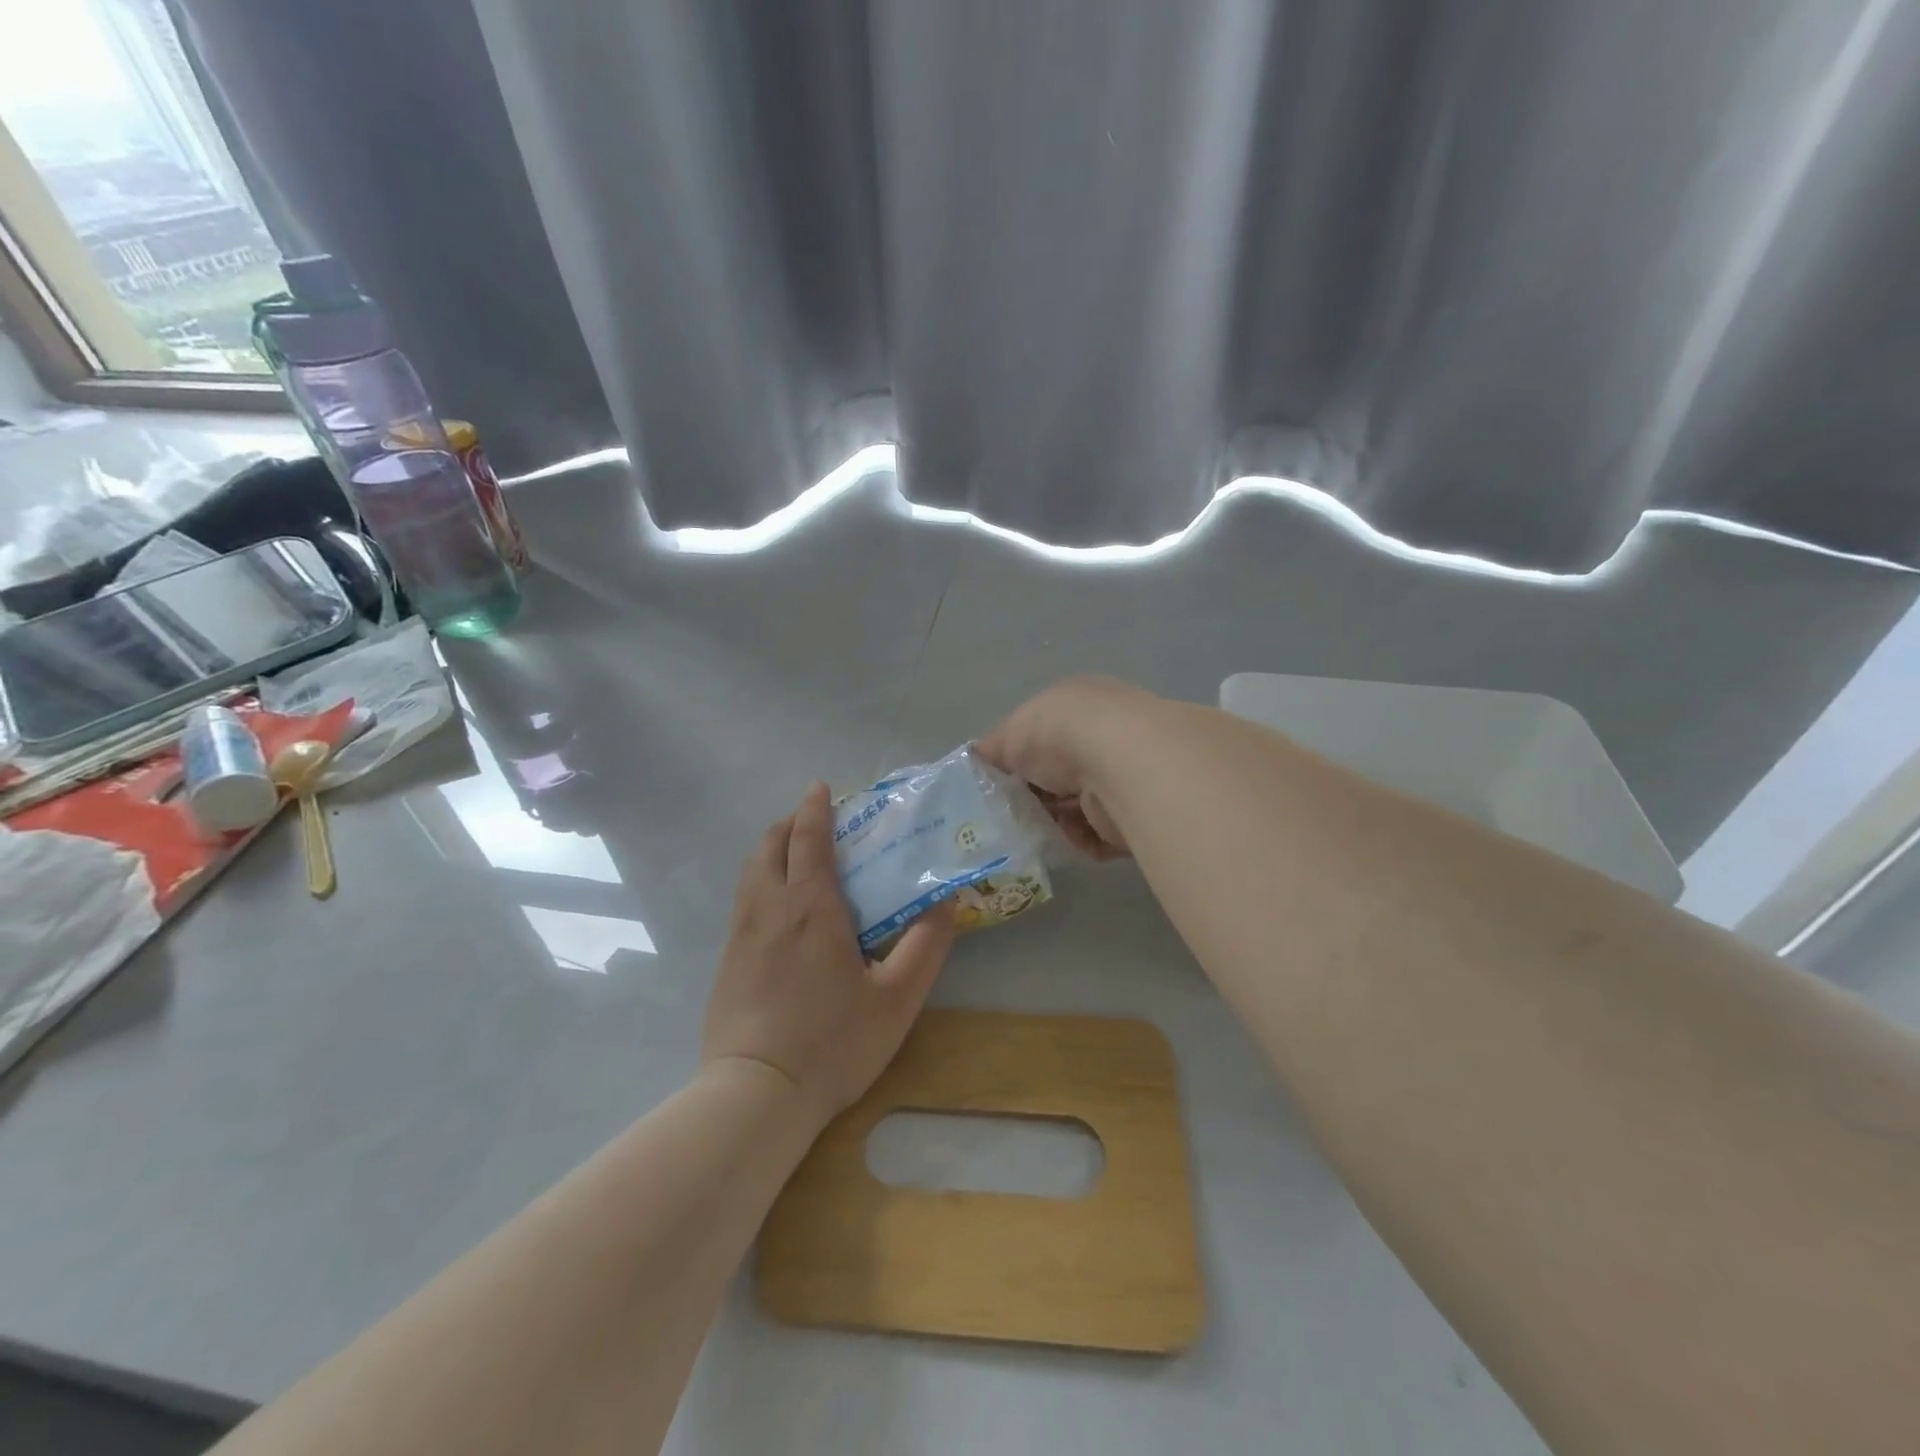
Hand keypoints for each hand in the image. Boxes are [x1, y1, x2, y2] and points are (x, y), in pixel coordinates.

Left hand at [702, 783, 957, 1128]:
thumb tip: (946, 901)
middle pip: (769, 847)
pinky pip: (742, 902)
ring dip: (769, 851)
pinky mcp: (726, 962)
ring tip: (791, 855)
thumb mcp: (897, 998)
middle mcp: (770, 909)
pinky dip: (759, 882)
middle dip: (788, 824)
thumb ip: (926, 946)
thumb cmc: (833, 1042)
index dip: (814, 810)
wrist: (757, 1093)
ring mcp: (741, 936)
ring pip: (750, 873)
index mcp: (811, 908)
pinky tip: (776, 909)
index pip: (808, 841)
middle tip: (809, 820)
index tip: (820, 788)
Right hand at [976, 676, 1158, 858]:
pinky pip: (1095, 834)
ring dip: (1052, 820)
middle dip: (1034, 794)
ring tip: (1027, 831)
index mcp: (1079, 706)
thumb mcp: (1011, 732)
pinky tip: (1059, 840)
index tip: (997, 781)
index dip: (1019, 757)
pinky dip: (1075, 839)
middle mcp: (1106, 736)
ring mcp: (1124, 777)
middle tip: (1007, 813)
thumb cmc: (1060, 734)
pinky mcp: (1134, 816)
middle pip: (1060, 773)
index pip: (1044, 734)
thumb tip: (977, 758)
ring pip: (1076, 806)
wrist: (1120, 764)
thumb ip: (994, 748)